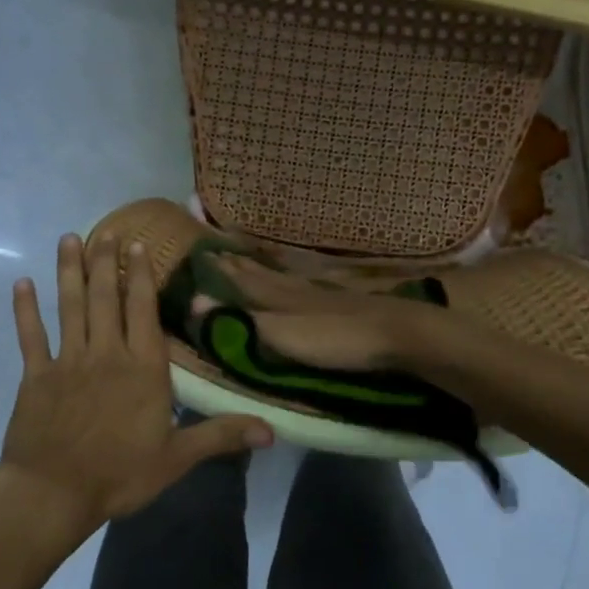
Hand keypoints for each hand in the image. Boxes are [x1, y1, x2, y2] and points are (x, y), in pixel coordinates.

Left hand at [0, 233, 272, 540]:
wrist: (54, 493)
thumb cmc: (120, 475)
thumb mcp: (178, 458)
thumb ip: (221, 435)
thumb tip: (273, 431)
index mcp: (143, 369)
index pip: (143, 311)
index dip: (141, 276)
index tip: (137, 245)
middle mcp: (106, 354)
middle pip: (106, 298)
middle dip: (106, 261)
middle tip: (106, 230)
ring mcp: (68, 362)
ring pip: (70, 307)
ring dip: (70, 272)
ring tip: (68, 239)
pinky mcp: (36, 376)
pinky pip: (30, 336)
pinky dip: (25, 310)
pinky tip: (22, 284)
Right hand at [214, 255, 462, 371]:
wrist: (395, 333)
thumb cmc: (333, 339)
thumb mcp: (280, 335)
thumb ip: (240, 320)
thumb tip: (193, 301)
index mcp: (277, 296)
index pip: (242, 281)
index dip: (222, 272)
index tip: (201, 255)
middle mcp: (296, 288)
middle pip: (262, 274)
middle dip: (239, 264)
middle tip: (218, 250)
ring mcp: (322, 292)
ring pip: (285, 275)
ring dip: (264, 266)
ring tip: (250, 256)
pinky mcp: (344, 301)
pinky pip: (308, 282)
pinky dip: (295, 275)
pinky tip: (300, 277)